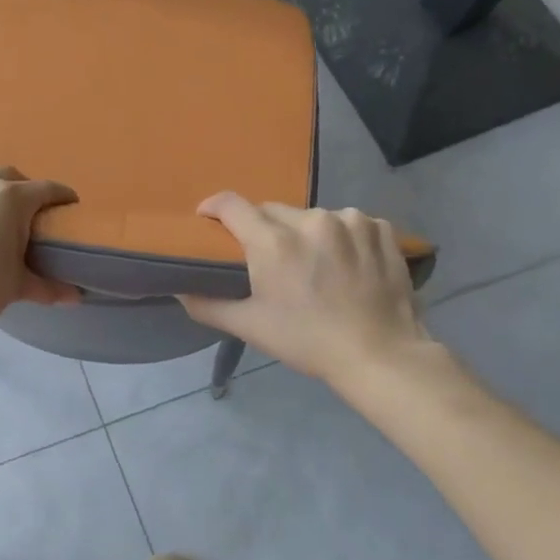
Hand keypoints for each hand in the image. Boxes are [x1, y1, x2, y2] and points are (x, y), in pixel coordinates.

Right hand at [179, 192, 439, 401]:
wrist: (380, 355)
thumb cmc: (307, 341)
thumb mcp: (250, 327)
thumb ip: (207, 305)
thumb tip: (179, 291)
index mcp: (274, 242)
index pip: (232, 204)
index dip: (214, 207)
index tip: (208, 219)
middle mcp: (311, 221)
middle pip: (272, 210)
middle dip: (263, 228)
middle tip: (266, 257)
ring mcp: (351, 221)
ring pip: (312, 216)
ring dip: (305, 233)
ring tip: (312, 263)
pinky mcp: (380, 228)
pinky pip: (349, 223)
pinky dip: (342, 236)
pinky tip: (346, 262)